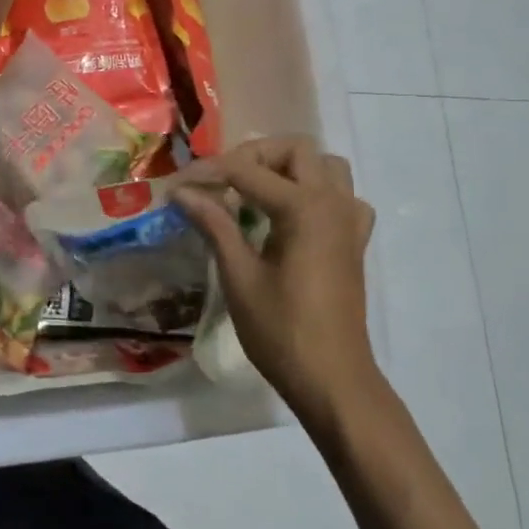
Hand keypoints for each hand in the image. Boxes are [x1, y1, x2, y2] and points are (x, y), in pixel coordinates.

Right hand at [174, 137, 380, 428]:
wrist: (332, 379)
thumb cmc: (281, 330)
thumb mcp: (239, 276)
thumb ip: (214, 224)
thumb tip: (181, 191)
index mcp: (305, 208)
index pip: (247, 170)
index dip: (206, 172)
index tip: (175, 185)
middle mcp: (334, 202)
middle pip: (295, 150)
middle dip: (252, 156)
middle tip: (218, 181)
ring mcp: (350, 221)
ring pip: (324, 166)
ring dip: (287, 167)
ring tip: (252, 190)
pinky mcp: (354, 241)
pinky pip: (340, 195)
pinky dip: (314, 192)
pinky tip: (289, 215)